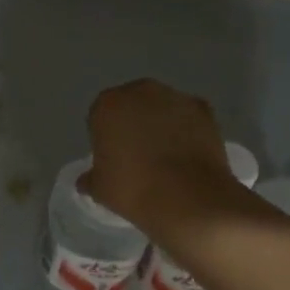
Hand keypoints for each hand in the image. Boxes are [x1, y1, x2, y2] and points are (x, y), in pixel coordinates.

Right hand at [84, 79, 235, 231]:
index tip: (113, 158)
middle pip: (132, 105)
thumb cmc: (134, 189)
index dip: (106, 137)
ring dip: (161, 123)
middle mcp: (140, 91)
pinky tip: (188, 154)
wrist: (189, 198)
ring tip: (167, 156)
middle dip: (133, 123)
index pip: (100, 116)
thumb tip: (86, 180)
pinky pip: (188, 117)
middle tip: (138, 155)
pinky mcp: (203, 109)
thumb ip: (90, 178)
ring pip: (161, 108)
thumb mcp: (100, 190)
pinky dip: (187, 129)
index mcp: (108, 105)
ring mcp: (175, 97)